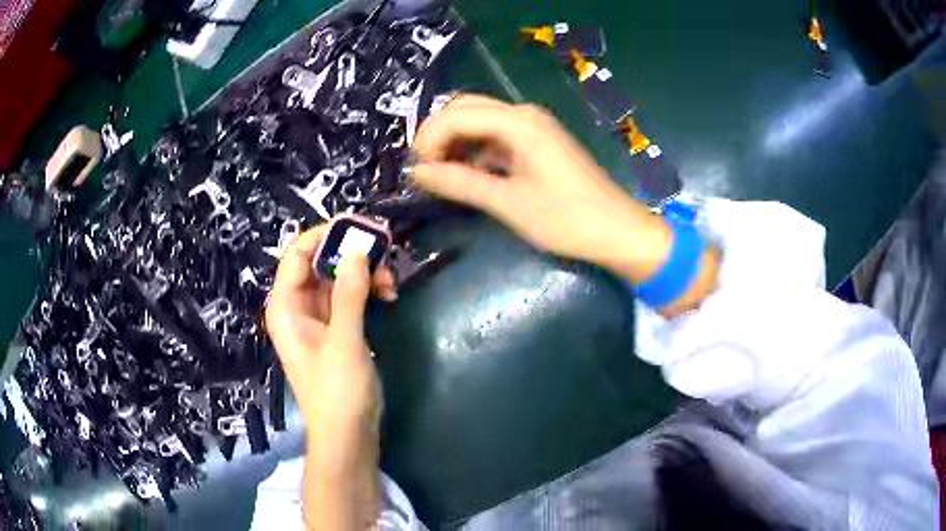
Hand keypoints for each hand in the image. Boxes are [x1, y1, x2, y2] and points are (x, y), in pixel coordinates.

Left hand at [265, 224, 396, 528]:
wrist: (348, 435)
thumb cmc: (337, 392)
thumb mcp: (344, 341)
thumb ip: (349, 294)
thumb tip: (358, 251)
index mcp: (286, 306)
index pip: (298, 253)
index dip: (326, 234)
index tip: (361, 228)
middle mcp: (298, 306)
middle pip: (321, 261)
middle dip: (352, 254)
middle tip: (386, 251)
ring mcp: (318, 316)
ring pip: (339, 276)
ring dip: (365, 272)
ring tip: (392, 282)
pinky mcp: (337, 327)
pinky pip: (350, 295)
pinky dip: (368, 290)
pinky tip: (389, 295)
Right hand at [412, 94, 672, 282]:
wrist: (618, 231)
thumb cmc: (568, 219)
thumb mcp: (509, 203)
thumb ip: (460, 183)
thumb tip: (417, 173)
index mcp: (519, 123)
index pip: (457, 114)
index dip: (429, 139)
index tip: (416, 172)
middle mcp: (524, 115)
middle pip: (466, 109)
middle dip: (438, 135)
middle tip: (423, 170)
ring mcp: (533, 127)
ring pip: (480, 122)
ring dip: (455, 143)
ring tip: (439, 177)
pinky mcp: (537, 143)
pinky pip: (496, 137)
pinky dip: (475, 152)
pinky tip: (466, 176)